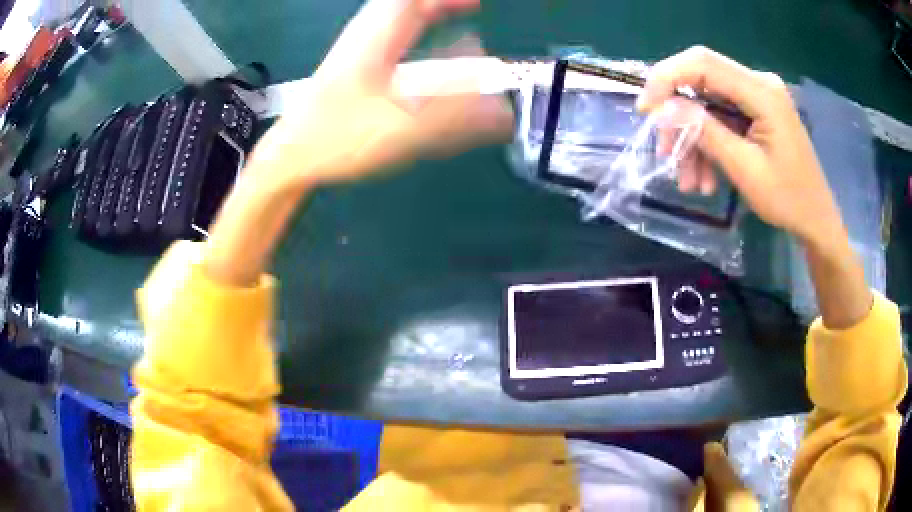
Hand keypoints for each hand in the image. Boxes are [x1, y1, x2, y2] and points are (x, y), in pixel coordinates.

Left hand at [204, 0, 512, 286]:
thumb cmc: (337, 138)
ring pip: (398, 15)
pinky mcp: (354, 65)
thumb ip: (455, 119)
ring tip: (461, 14)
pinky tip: (430, 46)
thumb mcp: (401, 128)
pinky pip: (393, 34)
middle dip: (442, 3)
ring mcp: (359, 48)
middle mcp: (368, 33)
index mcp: (379, 35)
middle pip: (407, 3)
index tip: (479, 3)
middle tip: (472, 7)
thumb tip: (506, 113)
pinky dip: (417, 30)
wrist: (290, 157)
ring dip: (429, 11)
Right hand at [640, 46, 869, 327]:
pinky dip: (709, 143)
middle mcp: (758, 83)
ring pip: (708, 103)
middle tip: (665, 150)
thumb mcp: (745, 169)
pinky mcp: (757, 110)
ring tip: (689, 181)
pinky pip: (722, 117)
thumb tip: (664, 109)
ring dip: (694, 138)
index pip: (702, 64)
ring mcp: (758, 96)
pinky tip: (705, 177)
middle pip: (702, 80)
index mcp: (762, 91)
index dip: (666, 78)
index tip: (645, 110)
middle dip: (679, 115)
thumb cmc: (788, 199)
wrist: (816, 219)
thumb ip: (705, 132)